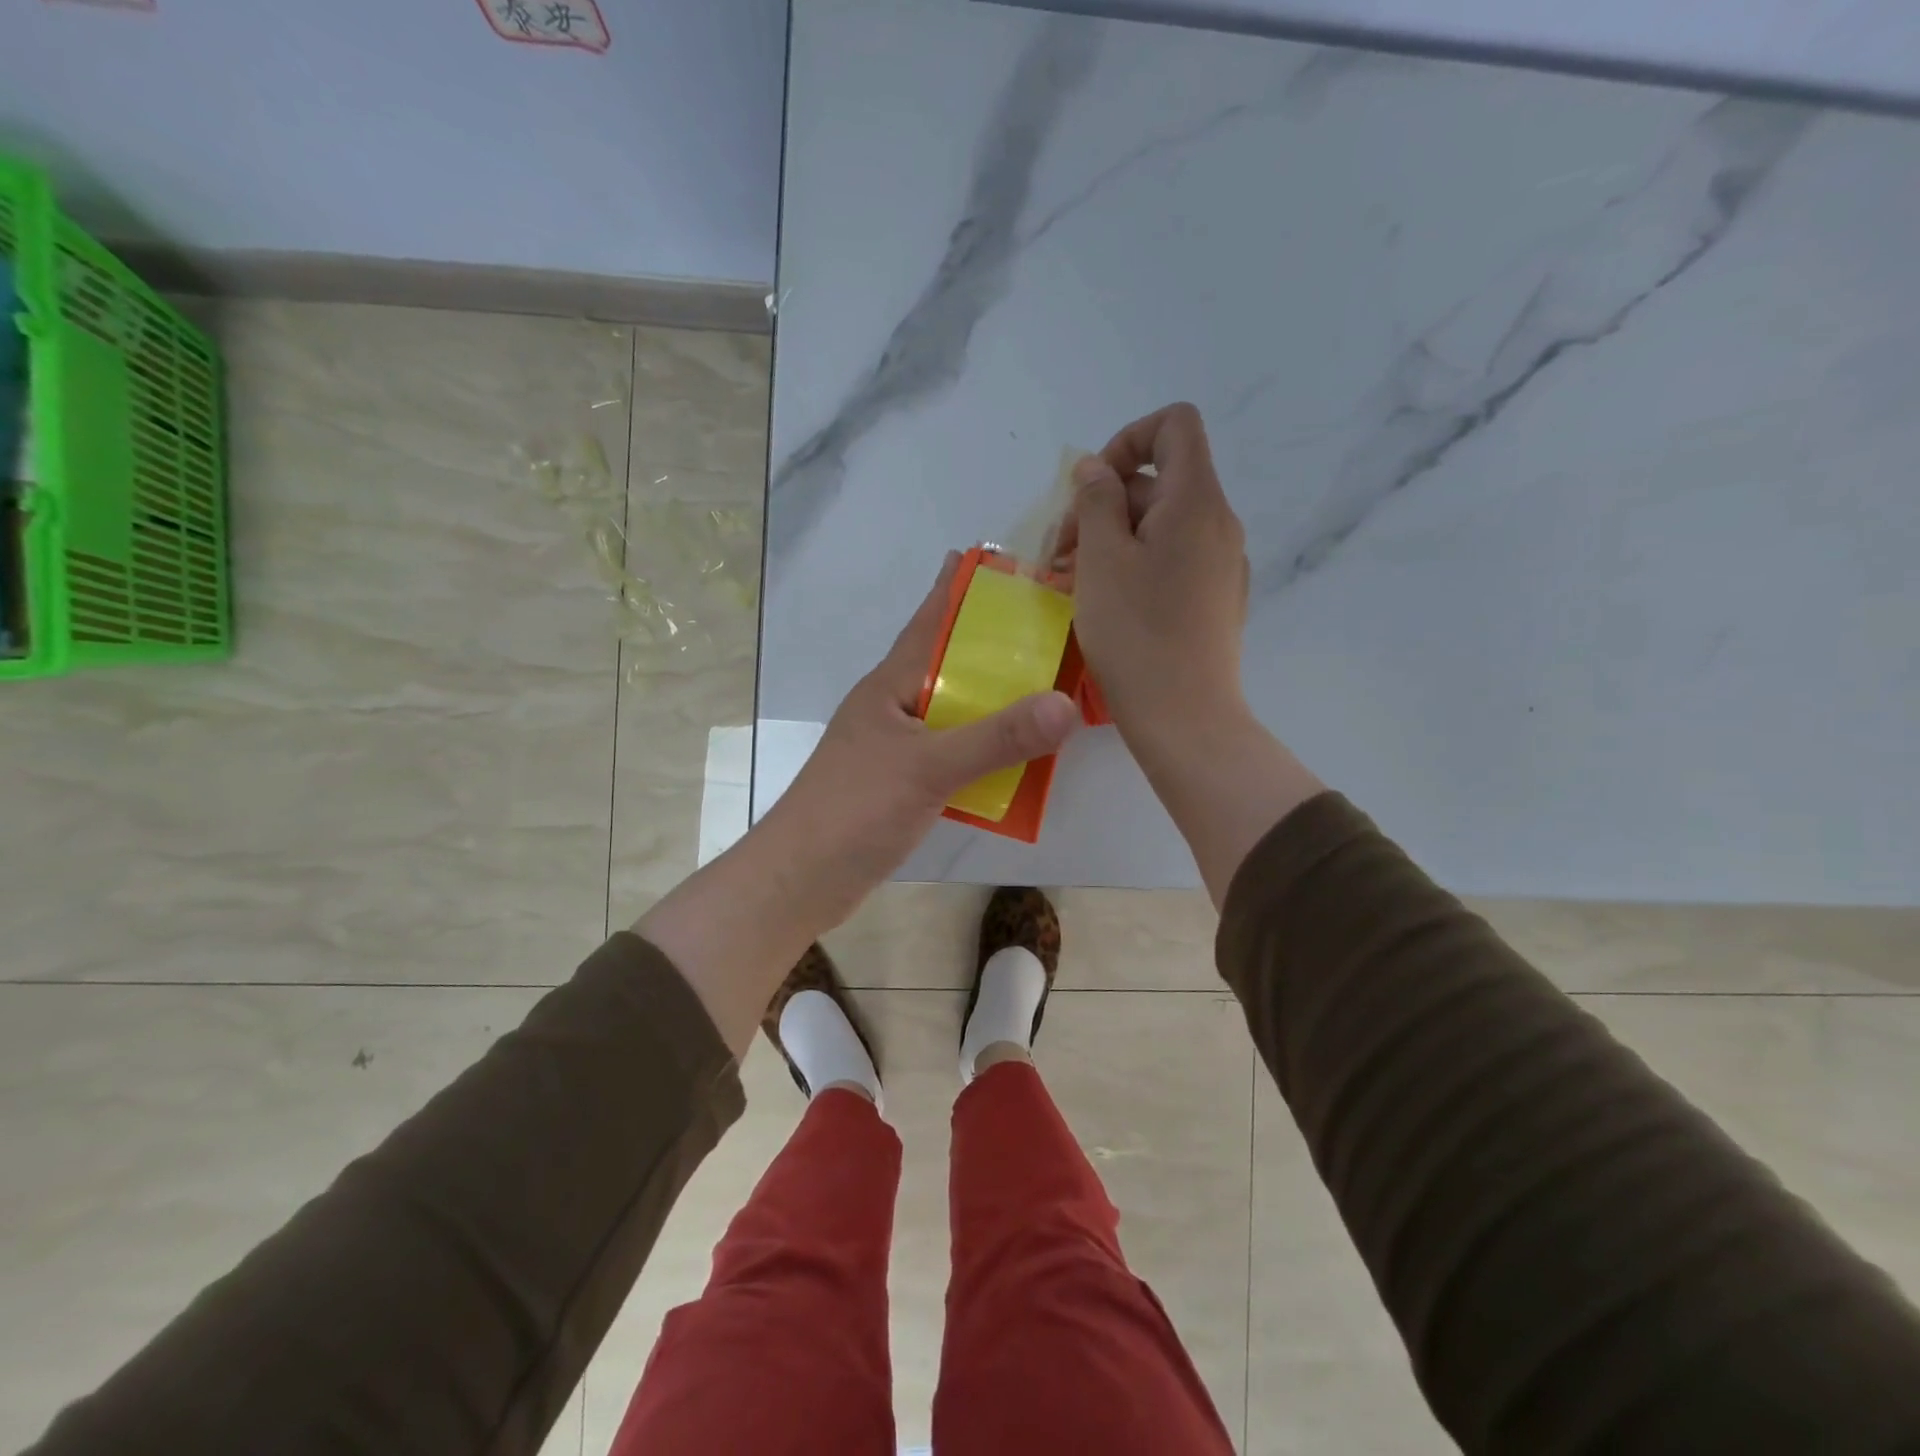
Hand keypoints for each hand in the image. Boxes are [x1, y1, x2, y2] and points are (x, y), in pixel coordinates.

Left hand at [760, 552, 1081, 927]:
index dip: (961, 588)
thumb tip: (1065, 704)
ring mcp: (898, 747)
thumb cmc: (854, 810)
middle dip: (996, 646)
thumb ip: (996, 738)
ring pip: (957, 711)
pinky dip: (988, 749)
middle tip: (1052, 629)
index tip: (1001, 560)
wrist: (802, 879)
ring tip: (1048, 687)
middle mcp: (895, 707)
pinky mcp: (904, 784)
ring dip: (996, 700)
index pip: (931, 621)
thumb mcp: (928, 768)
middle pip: (952, 664)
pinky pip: (956, 753)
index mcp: (891, 685)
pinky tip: (1021, 756)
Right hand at [1062, 403, 1249, 749]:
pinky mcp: (1215, 600)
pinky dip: (1136, 566)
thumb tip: (1096, 470)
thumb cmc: (1136, 633)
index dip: (1127, 439)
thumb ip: (1096, 500)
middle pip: (1159, 481)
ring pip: (1160, 526)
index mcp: (1196, 501)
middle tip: (1060, 552)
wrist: (1184, 717)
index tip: (1091, 488)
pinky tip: (1106, 603)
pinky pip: (1172, 561)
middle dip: (1103, 504)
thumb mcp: (1101, 558)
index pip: (1174, 425)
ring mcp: (1221, 565)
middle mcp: (1219, 523)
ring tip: (1071, 581)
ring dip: (1112, 539)